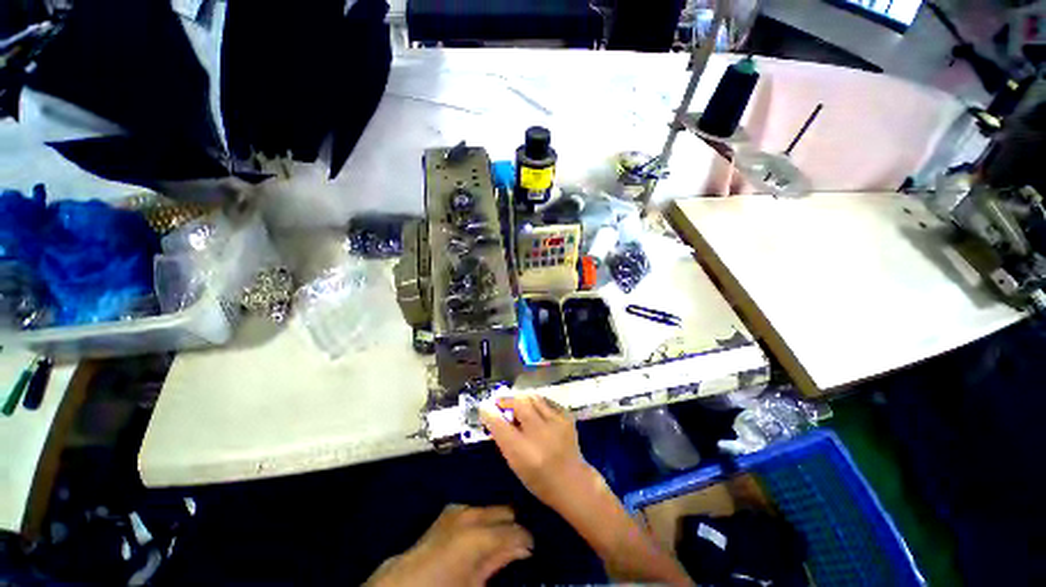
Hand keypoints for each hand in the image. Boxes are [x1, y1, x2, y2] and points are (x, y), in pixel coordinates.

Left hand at [365, 504, 532, 586]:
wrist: (402, 584)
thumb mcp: (475, 584)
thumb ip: (500, 562)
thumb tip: (522, 549)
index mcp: (480, 534)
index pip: (518, 530)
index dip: (528, 540)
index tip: (532, 550)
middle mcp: (472, 513)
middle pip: (506, 510)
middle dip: (514, 526)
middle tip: (518, 545)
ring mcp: (458, 509)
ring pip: (491, 508)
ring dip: (498, 522)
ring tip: (500, 541)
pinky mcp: (449, 512)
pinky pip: (475, 510)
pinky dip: (483, 520)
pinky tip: (482, 535)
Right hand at [480, 395, 599, 511]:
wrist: (573, 482)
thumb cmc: (540, 479)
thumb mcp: (516, 465)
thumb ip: (505, 441)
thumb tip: (494, 418)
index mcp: (524, 452)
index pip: (501, 426)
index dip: (490, 414)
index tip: (484, 407)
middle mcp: (540, 433)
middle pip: (519, 404)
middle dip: (507, 400)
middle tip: (501, 402)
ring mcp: (556, 422)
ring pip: (533, 397)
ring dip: (522, 398)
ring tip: (517, 403)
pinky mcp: (566, 417)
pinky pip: (547, 401)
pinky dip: (537, 402)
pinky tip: (534, 409)